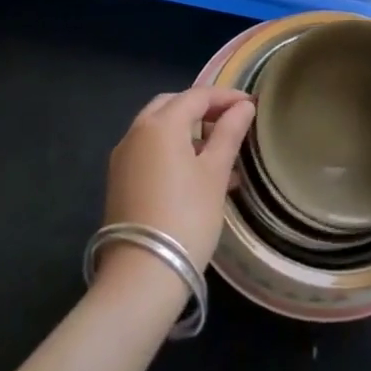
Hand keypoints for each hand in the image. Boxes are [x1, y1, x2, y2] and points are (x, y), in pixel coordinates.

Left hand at [103, 87, 253, 271]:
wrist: (142, 275)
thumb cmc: (187, 217)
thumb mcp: (214, 173)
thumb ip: (229, 134)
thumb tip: (244, 107)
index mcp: (160, 123)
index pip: (197, 96)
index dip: (226, 97)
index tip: (251, 106)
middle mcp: (136, 132)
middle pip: (172, 106)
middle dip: (202, 110)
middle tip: (230, 124)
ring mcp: (123, 157)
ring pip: (159, 130)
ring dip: (188, 133)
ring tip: (220, 154)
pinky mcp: (119, 181)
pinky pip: (150, 152)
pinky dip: (173, 151)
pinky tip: (197, 176)